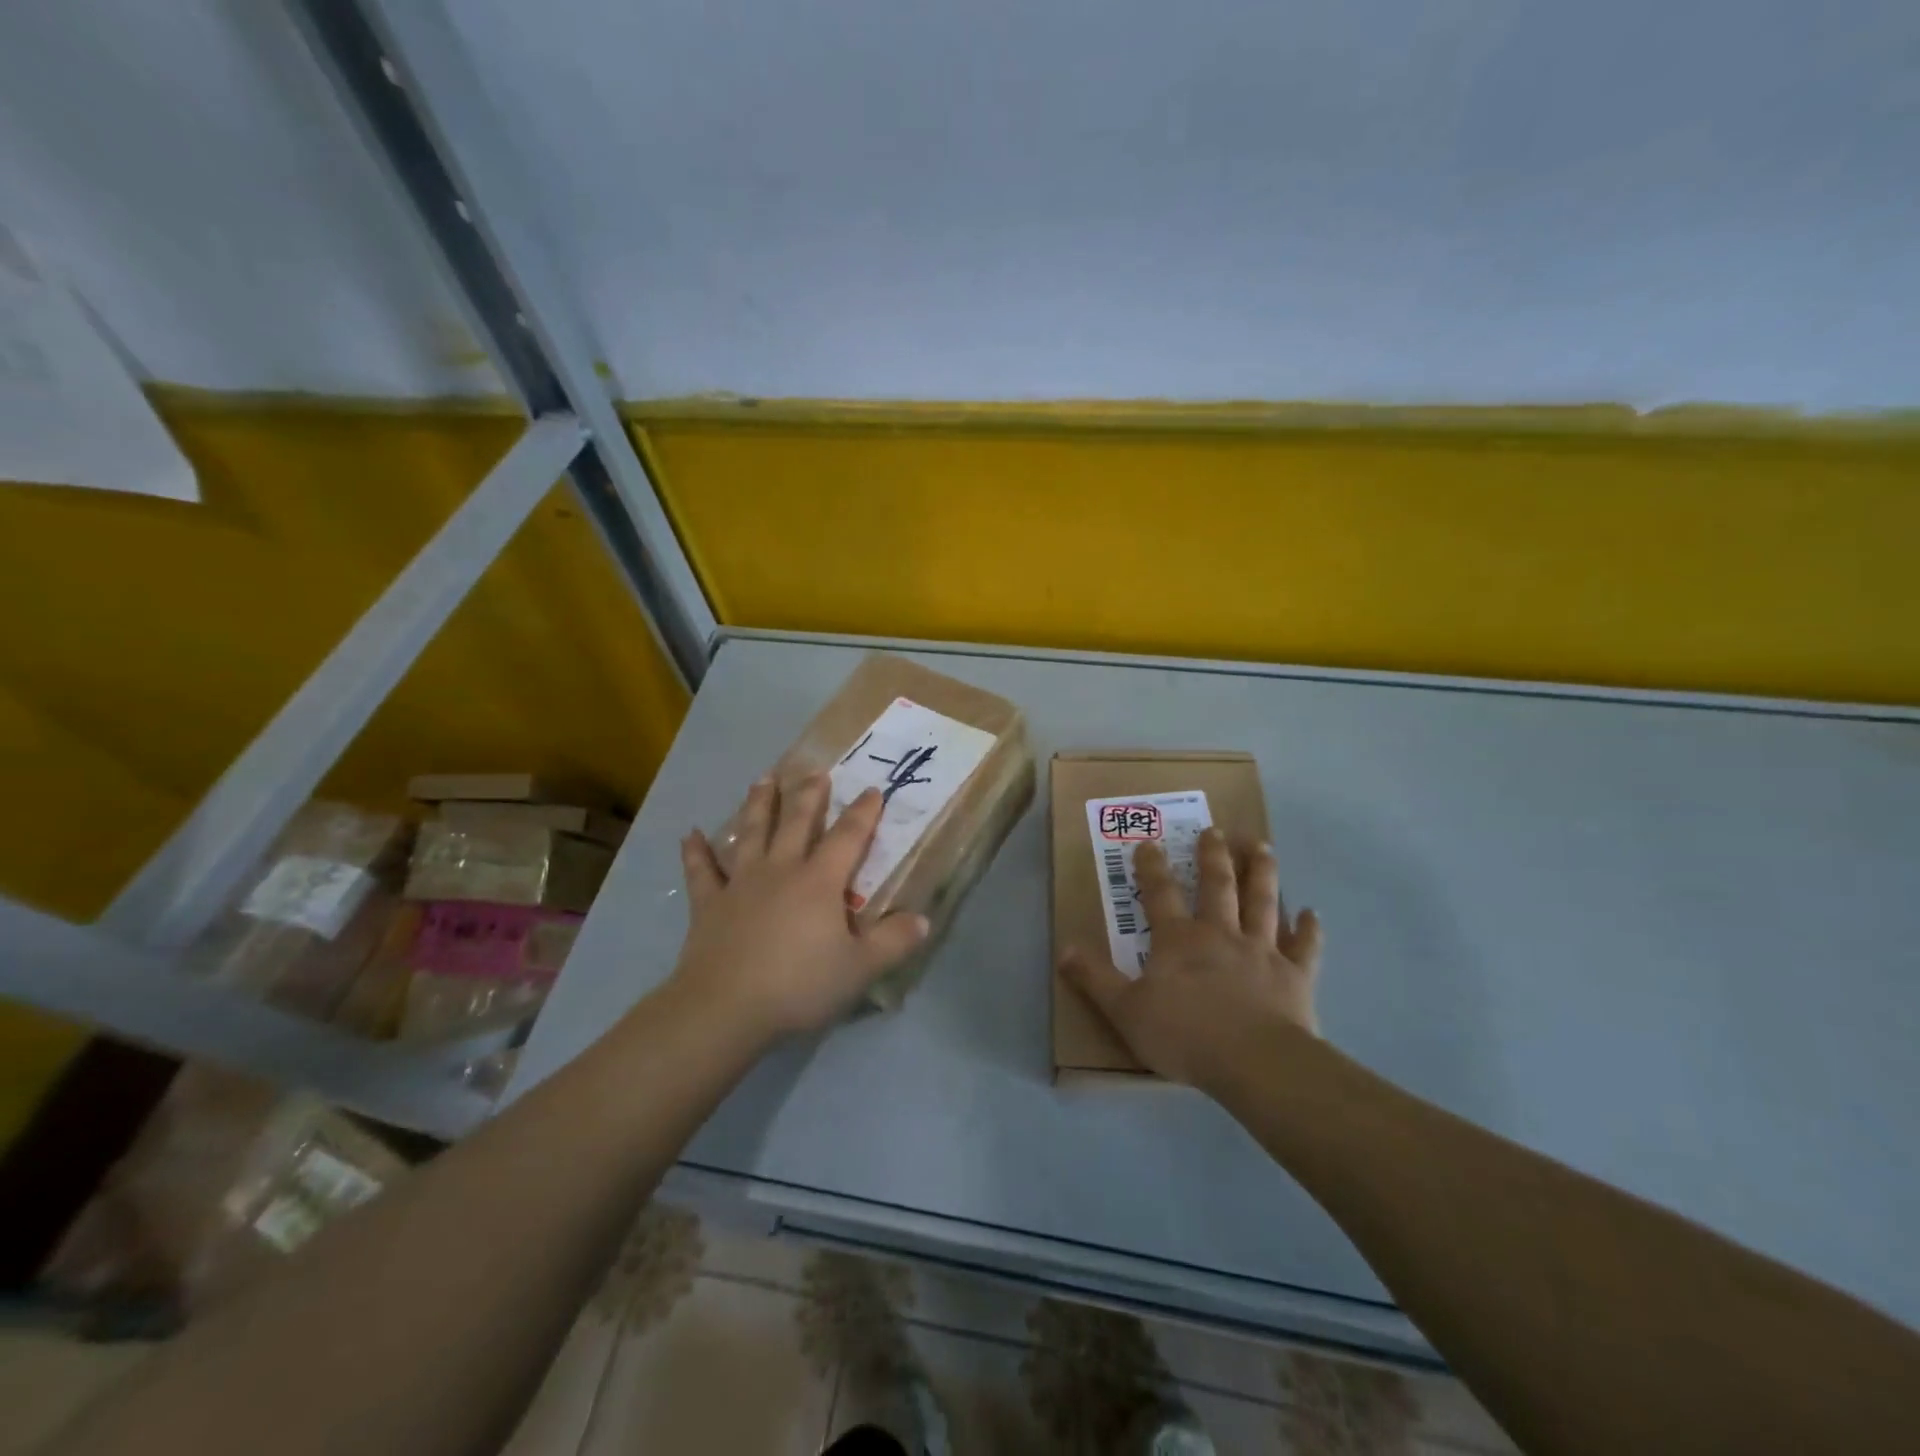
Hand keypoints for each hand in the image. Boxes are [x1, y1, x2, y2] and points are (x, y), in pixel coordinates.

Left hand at [670, 773, 929, 1044]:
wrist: (724, 1008)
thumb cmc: (798, 986)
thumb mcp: (860, 969)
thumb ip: (893, 943)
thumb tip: (923, 920)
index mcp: (819, 882)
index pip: (848, 837)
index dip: (863, 813)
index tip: (873, 790)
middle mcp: (780, 870)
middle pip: (796, 823)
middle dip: (809, 795)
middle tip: (815, 771)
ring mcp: (741, 884)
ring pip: (752, 834)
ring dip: (758, 805)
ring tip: (763, 779)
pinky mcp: (709, 904)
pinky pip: (702, 872)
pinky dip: (695, 852)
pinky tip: (689, 834)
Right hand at [1061, 829, 1322, 1089]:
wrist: (1253, 1062)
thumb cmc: (1184, 1035)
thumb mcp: (1125, 1010)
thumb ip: (1095, 978)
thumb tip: (1064, 949)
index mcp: (1178, 940)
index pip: (1160, 894)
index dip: (1152, 867)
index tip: (1149, 842)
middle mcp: (1220, 934)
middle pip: (1218, 886)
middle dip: (1213, 856)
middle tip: (1216, 830)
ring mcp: (1262, 951)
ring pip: (1263, 902)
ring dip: (1262, 873)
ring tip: (1262, 847)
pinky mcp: (1295, 975)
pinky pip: (1305, 947)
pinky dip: (1309, 930)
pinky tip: (1313, 914)